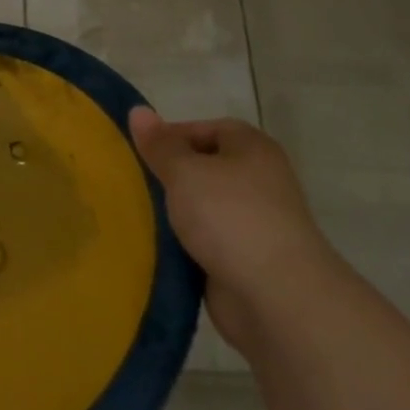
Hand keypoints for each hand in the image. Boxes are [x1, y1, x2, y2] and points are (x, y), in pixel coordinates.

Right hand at [129, 108, 341, 350]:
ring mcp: (254, 224)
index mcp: (252, 150)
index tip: (141, 152)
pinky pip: (205, 243)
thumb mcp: (184, 171)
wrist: (277, 298)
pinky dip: (183, 245)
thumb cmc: (230, 217)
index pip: (208, 129)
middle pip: (204, 169)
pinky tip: (154, 246)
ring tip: (134, 213)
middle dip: (170, 176)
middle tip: (132, 182)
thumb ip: (159, 144)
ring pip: (202, 208)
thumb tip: (138, 110)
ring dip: (174, 213)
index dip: (173, 135)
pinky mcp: (245, 262)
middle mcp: (258, 182)